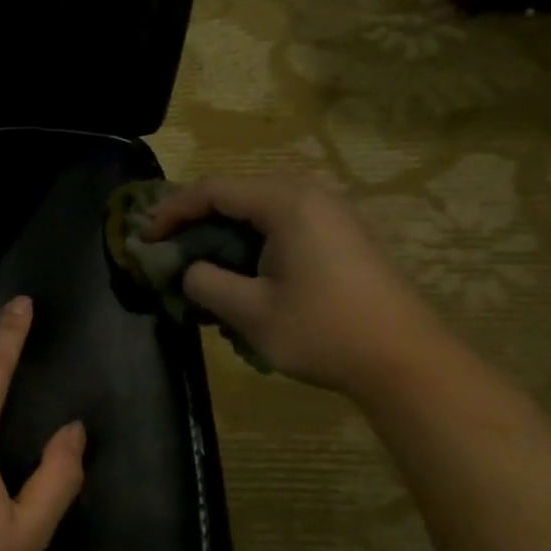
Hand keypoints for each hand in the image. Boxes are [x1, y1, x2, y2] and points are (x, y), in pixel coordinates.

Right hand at [145, 174, 451, 396]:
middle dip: (197, 220)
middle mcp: (310, 196)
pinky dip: (253, 244)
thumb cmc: (322, 331)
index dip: (172, 211)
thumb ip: (206, 283)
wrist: (404, 359)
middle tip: (168, 248)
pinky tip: (243, 276)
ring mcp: (331, 215)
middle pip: (237, 194)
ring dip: (225, 234)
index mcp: (286, 203)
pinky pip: (284, 226)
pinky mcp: (342, 237)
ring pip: (261, 211)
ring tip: (200, 264)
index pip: (213, 190)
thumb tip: (191, 271)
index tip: (146, 238)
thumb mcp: (250, 312)